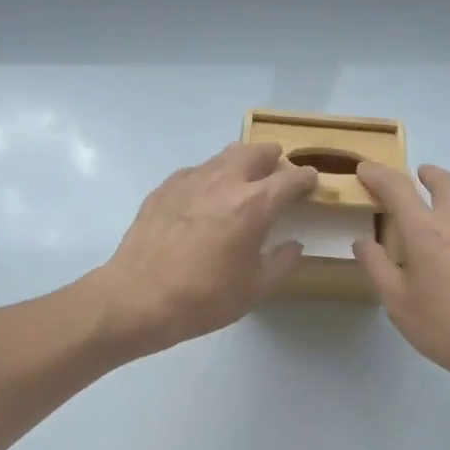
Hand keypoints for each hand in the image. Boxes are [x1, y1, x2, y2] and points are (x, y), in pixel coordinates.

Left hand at [89, 142, 317, 357]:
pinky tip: (204, 198)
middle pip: (257, 151)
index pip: (291, 178)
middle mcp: (225, 181)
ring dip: (241, 163)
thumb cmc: (203, 298)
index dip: (307, 179)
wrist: (137, 298)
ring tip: (243, 182)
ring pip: (224, 155)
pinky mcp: (164, 188)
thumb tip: (294, 245)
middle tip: (277, 176)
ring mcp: (190, 180)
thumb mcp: (254, 289)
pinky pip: (195, 171)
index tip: (311, 183)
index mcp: (254, 204)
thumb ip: (281, 262)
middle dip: (274, 159)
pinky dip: (210, 177)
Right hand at [353, 162, 449, 395]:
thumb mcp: (398, 303)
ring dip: (447, 209)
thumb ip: (378, 267)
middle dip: (429, 174)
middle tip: (418, 175)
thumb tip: (363, 241)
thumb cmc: (448, 327)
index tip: (365, 169)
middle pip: (446, 184)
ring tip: (433, 238)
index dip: (379, 175)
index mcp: (427, 232)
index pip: (399, 188)